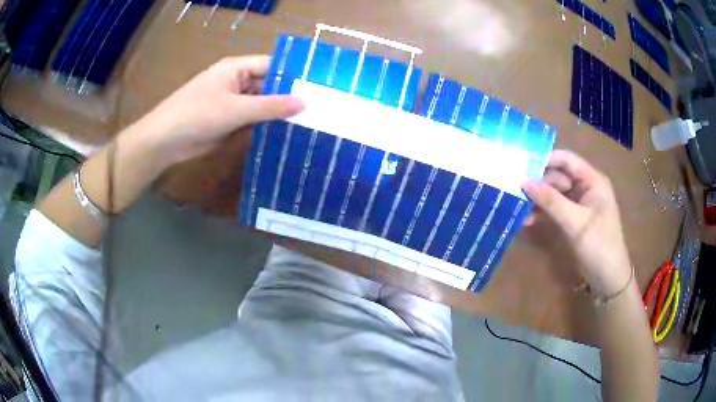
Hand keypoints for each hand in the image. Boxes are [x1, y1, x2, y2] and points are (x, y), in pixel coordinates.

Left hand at [141, 55, 304, 165]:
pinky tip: (286, 135)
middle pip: (269, 86)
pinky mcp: (229, 122)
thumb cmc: (197, 115)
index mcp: (237, 68)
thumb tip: (304, 103)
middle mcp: (237, 82)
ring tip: (309, 123)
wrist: (164, 141)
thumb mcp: (235, 109)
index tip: (318, 88)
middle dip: (289, 97)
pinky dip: (265, 127)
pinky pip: (252, 121)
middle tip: (319, 109)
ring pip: (262, 105)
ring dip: (278, 114)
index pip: (272, 66)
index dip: (293, 75)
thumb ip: (270, 106)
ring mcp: (233, 103)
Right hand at [522, 150, 631, 296]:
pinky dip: (542, 213)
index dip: (546, 159)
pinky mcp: (573, 218)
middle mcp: (585, 187)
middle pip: (558, 176)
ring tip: (517, 206)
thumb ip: (551, 201)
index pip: (567, 160)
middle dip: (538, 183)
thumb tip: (524, 182)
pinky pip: (555, 209)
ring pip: (554, 193)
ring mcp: (579, 203)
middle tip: (514, 189)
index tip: (522, 165)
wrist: (608, 277)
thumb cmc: (598, 245)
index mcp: (592, 180)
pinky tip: (526, 220)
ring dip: (538, 200)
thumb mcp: (575, 222)